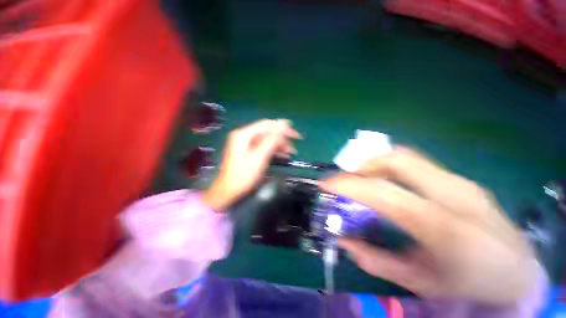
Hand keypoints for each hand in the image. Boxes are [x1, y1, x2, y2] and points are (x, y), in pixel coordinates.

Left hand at [203, 119, 300, 210]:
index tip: (295, 133)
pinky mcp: (249, 151)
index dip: (283, 127)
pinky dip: (274, 149)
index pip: (267, 125)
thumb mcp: (260, 157)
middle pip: (267, 131)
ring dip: (280, 144)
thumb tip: (284, 125)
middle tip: (296, 143)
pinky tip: (283, 154)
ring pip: (267, 139)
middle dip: (282, 137)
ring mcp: (246, 144)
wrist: (229, 191)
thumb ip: (272, 140)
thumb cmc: (244, 175)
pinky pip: (264, 146)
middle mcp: (245, 136)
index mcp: (244, 134)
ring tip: (291, 152)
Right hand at [320, 148, 537, 303]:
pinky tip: (391, 186)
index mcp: (441, 226)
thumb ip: (376, 261)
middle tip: (348, 181)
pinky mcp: (462, 179)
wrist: (522, 274)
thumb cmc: (471, 285)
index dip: (346, 183)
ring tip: (365, 181)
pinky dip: (393, 169)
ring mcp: (460, 181)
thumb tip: (343, 241)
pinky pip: (417, 164)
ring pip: (406, 157)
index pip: (381, 191)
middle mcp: (451, 193)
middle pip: (395, 159)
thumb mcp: (420, 282)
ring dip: (376, 165)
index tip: (325, 183)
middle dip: (362, 166)